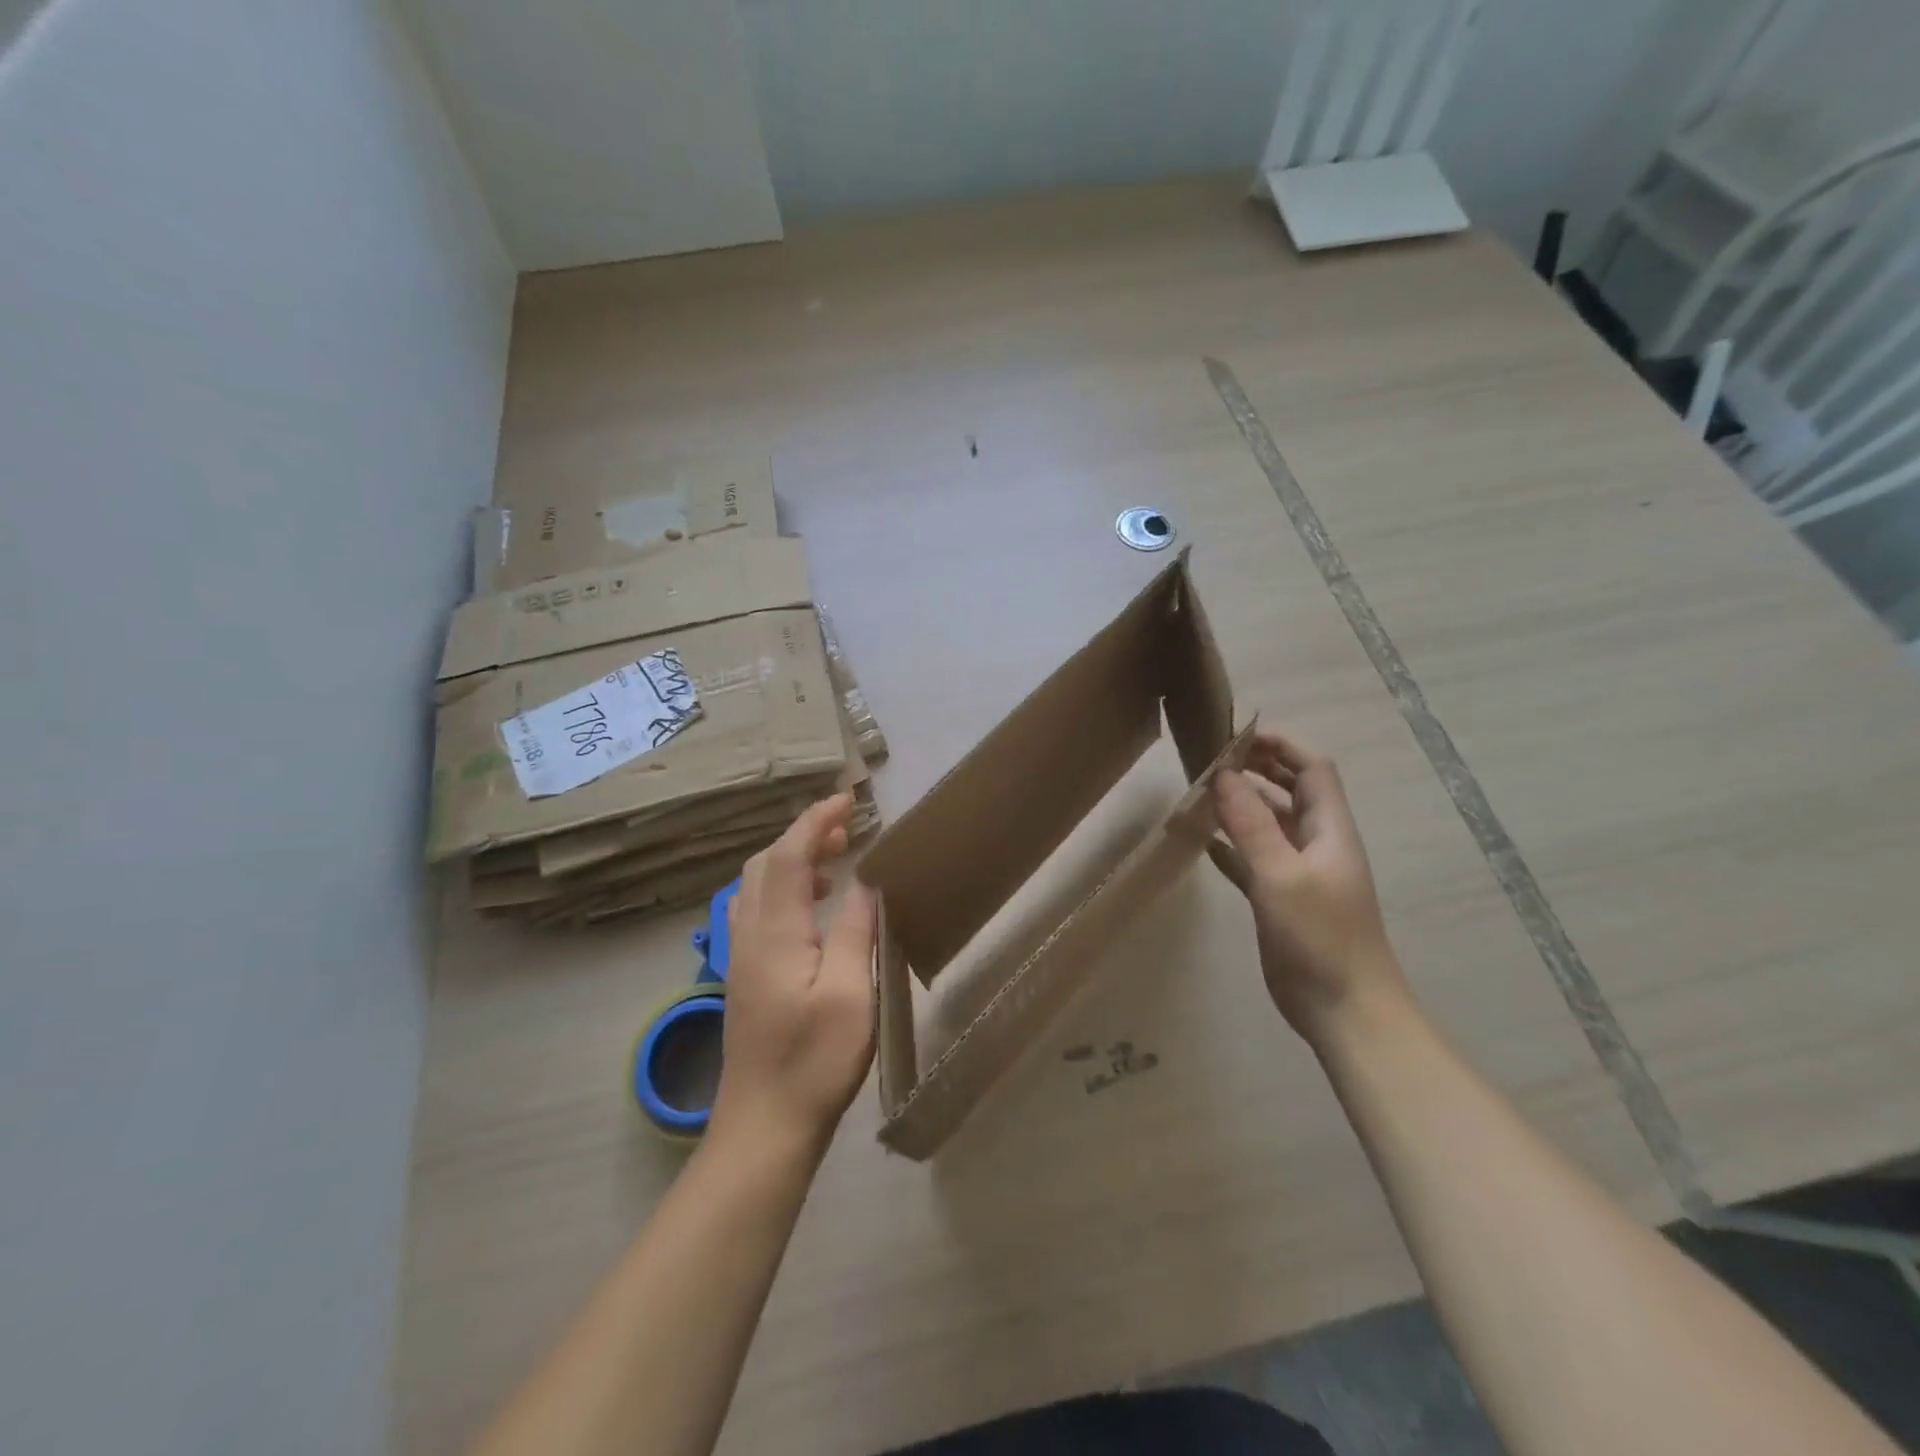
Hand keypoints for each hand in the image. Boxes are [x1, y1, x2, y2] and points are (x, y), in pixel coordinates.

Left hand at [709, 794, 877, 1161]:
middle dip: (804, 834)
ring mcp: (740, 956)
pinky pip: (756, 909)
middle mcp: (749, 934)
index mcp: (776, 932)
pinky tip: (811, 909)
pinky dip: (783, 888)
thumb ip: (857, 929)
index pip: (791, 855)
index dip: (816, 821)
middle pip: (767, 863)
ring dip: (791, 859)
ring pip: (757, 885)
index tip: (847, 800)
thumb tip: (867, 880)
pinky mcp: (743, 975)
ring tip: (834, 860)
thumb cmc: (815, 1060)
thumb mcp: (851, 993)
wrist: (763, 1125)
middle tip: (846, 828)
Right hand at [1210, 729, 1408, 1046]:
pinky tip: (1202, 842)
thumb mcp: (1282, 875)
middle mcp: (1316, 843)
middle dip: (1257, 769)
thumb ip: (1251, 825)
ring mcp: (1299, 872)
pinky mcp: (1281, 899)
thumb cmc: (1320, 938)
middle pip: (1291, 790)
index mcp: (1329, 829)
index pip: (1312, 768)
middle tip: (1211, 758)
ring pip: (1269, 824)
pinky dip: (1231, 846)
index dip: (1280, 745)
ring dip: (1241, 806)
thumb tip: (1223, 774)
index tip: (1236, 734)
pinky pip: (1253, 859)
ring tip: (1199, 792)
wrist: (1345, 1010)